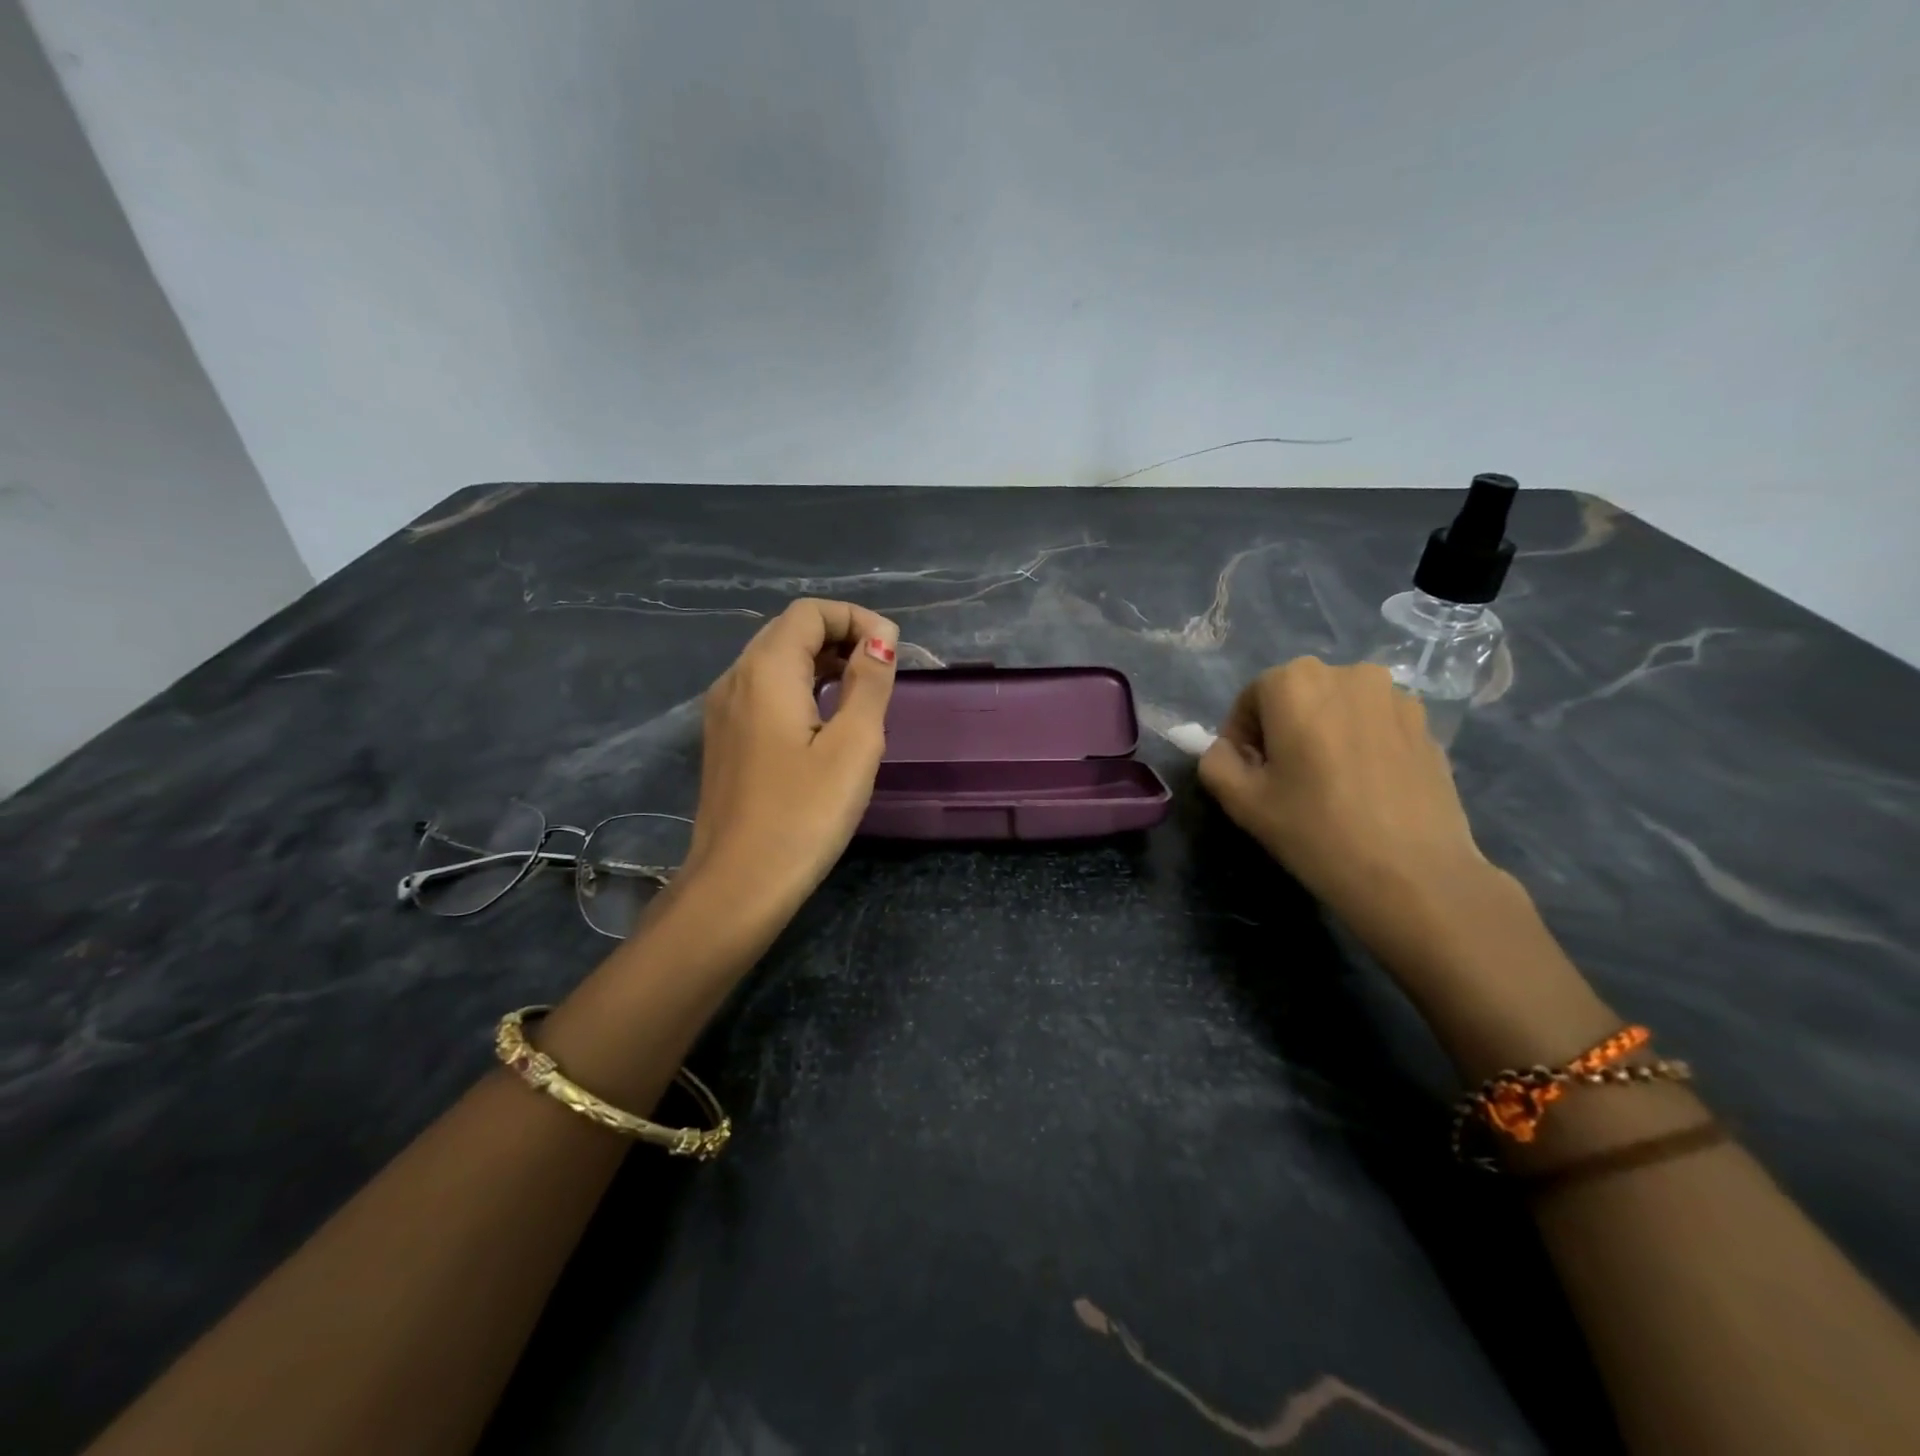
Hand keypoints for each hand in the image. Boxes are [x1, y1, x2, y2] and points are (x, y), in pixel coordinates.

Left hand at [681, 598, 899, 919]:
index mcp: (765, 671)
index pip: (809, 613)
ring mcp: (722, 710)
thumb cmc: (804, 814)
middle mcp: (734, 678)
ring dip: (819, 661)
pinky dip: (798, 687)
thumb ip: (869, 683)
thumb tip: (881, 639)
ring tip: (861, 692)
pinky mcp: (723, 739)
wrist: (738, 884)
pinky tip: (824, 721)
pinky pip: (762, 691)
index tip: (893, 651)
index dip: (855, 619)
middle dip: (839, 636)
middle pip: (788, 631)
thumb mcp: (854, 745)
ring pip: (773, 661)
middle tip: (882, 669)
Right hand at [1198, 658, 1509, 958]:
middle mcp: (1348, 673)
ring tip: (1328, 783)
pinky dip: (1360, 744)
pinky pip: (1375, 724)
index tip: (1249, 774)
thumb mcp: (1241, 801)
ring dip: (1324, 733)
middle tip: (1284, 779)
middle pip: (1297, 695)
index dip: (1241, 735)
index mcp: (1296, 683)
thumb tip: (1227, 750)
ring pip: (1338, 708)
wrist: (1414, 875)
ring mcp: (1396, 696)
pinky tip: (1364, 789)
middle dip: (1283, 729)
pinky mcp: (1427, 725)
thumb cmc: (1316, 831)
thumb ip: (1216, 761)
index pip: (1251, 697)